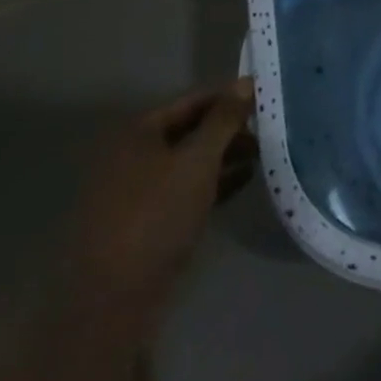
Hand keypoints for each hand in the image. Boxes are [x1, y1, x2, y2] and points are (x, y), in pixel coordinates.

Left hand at [66, 80, 255, 335]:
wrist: (113, 298)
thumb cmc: (157, 215)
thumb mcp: (198, 160)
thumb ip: (224, 119)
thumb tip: (246, 81)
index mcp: (138, 133)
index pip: (192, 101)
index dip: (229, 97)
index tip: (264, 98)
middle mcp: (132, 155)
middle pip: (190, 130)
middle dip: (229, 129)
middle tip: (268, 130)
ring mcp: (135, 190)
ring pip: (188, 161)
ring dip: (224, 156)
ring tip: (262, 155)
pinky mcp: (144, 221)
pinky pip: (184, 189)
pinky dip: (212, 182)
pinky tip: (243, 182)